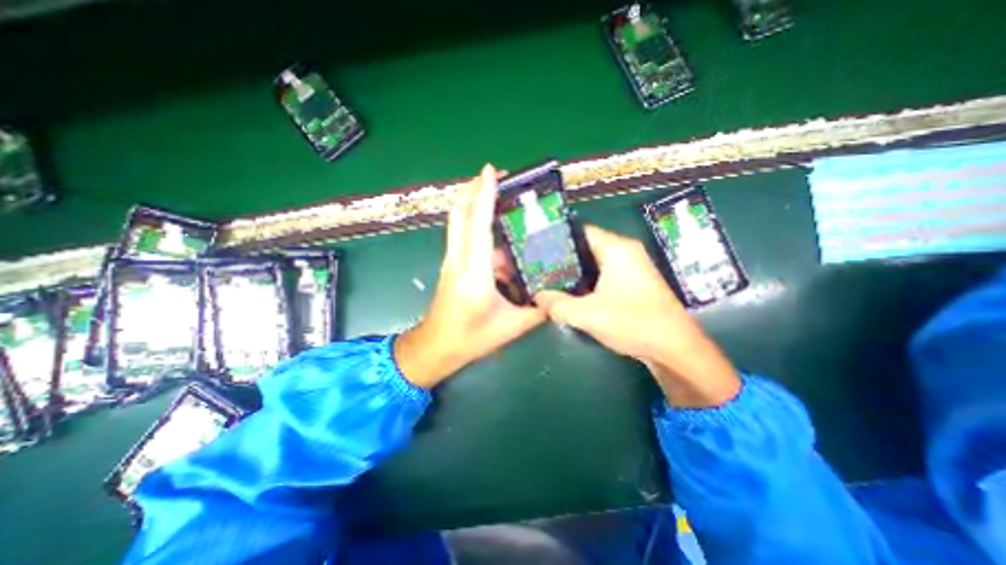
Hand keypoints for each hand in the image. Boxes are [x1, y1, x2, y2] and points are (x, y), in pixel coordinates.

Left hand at [398, 167, 546, 391]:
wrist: (436, 347)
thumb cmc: (471, 339)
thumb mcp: (511, 327)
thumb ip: (538, 310)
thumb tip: (557, 297)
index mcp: (474, 273)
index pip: (478, 225)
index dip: (484, 195)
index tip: (491, 170)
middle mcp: (458, 260)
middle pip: (460, 214)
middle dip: (475, 189)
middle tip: (497, 177)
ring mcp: (451, 261)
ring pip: (458, 222)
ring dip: (474, 204)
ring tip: (499, 198)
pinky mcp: (451, 265)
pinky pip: (462, 236)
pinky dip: (475, 224)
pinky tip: (498, 234)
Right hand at [534, 223, 736, 405]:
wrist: (675, 348)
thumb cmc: (633, 323)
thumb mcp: (587, 315)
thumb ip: (557, 304)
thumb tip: (537, 297)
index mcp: (617, 248)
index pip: (580, 232)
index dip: (557, 239)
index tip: (536, 250)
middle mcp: (626, 252)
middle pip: (586, 247)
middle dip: (563, 259)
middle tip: (539, 269)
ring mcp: (632, 267)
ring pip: (595, 262)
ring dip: (575, 272)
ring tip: (550, 281)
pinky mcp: (634, 282)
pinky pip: (604, 274)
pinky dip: (587, 281)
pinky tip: (572, 293)